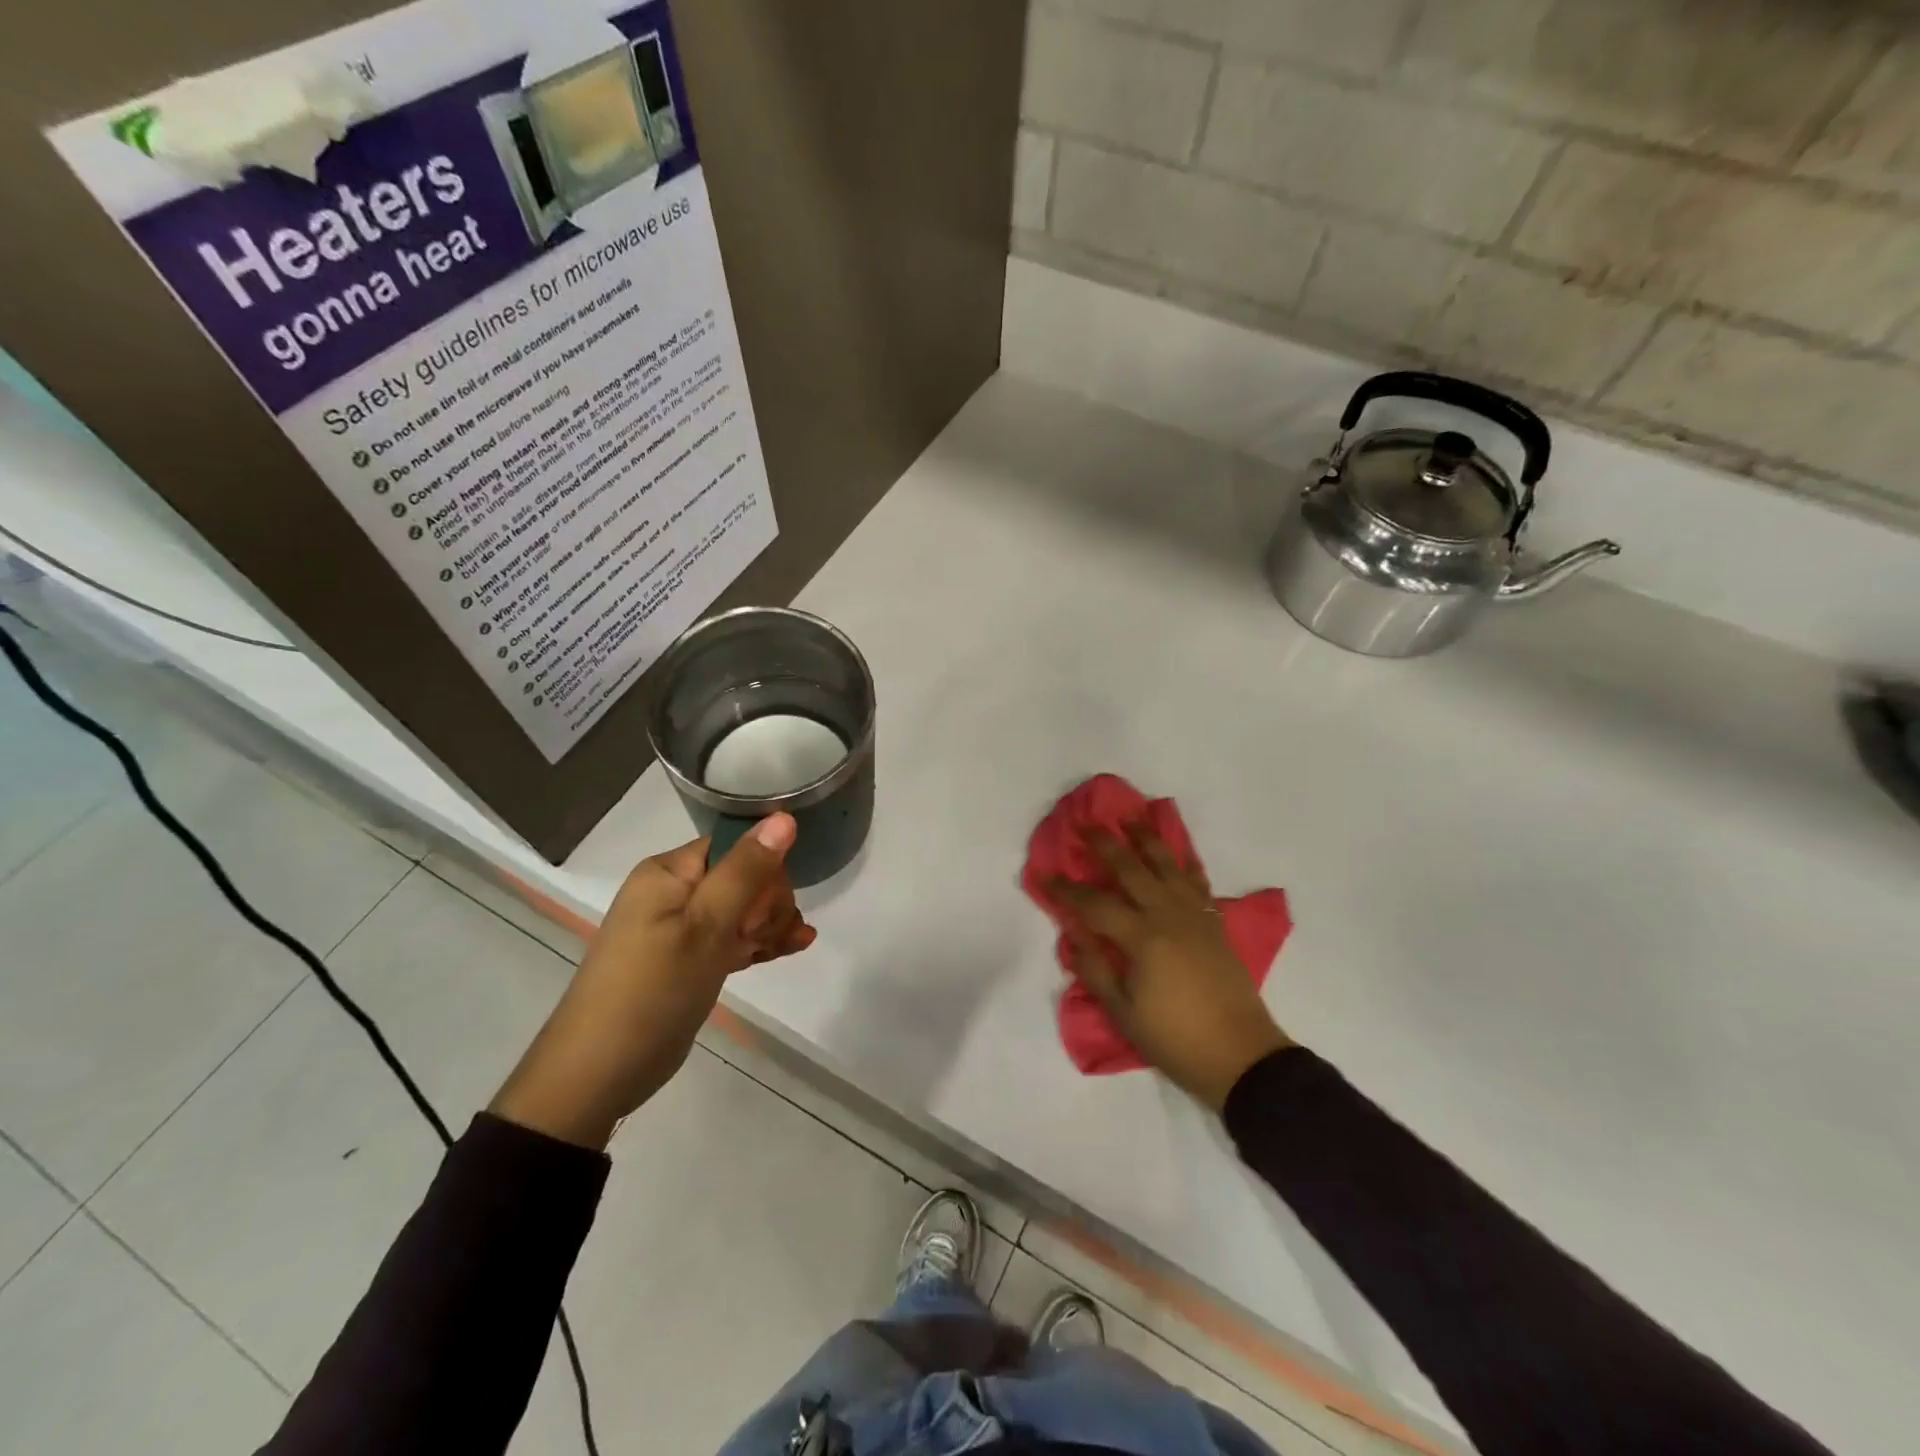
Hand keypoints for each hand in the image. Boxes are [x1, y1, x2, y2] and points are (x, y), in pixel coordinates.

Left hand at [490, 814, 814, 1147]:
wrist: (599, 1073)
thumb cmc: (652, 990)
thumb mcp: (705, 927)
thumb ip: (746, 871)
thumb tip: (784, 817)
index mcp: (669, 872)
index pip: (734, 846)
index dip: (763, 869)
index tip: (772, 906)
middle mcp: (674, 892)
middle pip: (743, 876)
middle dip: (769, 902)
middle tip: (766, 936)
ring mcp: (681, 928)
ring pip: (743, 910)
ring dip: (771, 924)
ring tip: (791, 945)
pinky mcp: (689, 961)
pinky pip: (733, 938)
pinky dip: (759, 942)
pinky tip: (793, 947)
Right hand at [1049, 826, 1293, 1110]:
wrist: (1240, 1055)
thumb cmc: (1174, 1039)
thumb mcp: (1123, 1013)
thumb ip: (1095, 969)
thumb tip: (1074, 934)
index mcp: (1142, 939)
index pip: (1094, 904)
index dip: (1067, 889)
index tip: (1044, 875)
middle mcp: (1168, 916)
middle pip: (1131, 870)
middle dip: (1105, 846)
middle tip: (1086, 826)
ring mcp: (1195, 916)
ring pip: (1168, 866)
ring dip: (1148, 840)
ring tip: (1132, 819)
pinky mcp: (1214, 924)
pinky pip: (1197, 882)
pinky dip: (1185, 862)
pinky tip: (1177, 853)